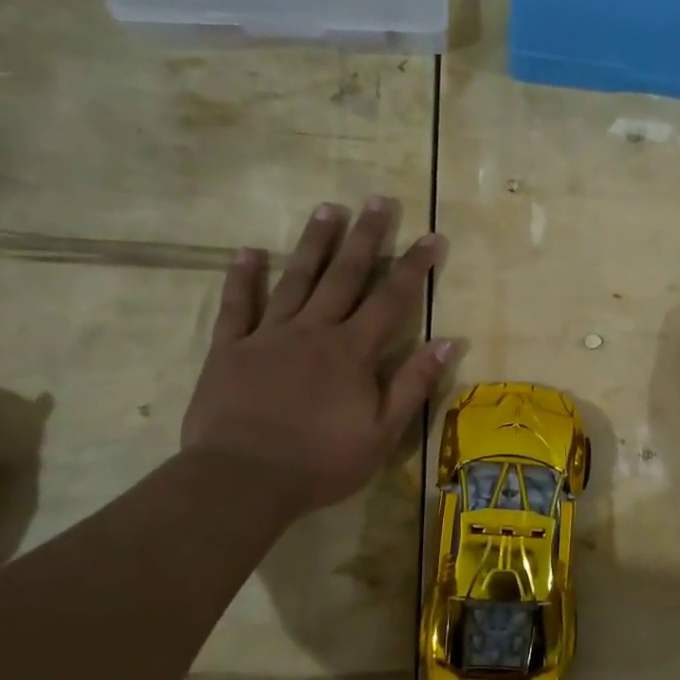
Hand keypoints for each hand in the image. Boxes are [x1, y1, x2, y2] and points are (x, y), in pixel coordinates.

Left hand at [181, 197, 453, 512]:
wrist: (243, 479)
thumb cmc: (322, 461)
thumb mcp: (383, 432)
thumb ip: (414, 383)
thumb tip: (449, 341)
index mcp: (353, 351)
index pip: (392, 299)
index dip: (415, 266)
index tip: (432, 236)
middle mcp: (314, 330)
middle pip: (345, 276)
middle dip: (366, 237)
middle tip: (378, 200)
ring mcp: (269, 336)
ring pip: (296, 279)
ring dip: (314, 243)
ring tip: (327, 208)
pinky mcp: (230, 349)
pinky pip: (237, 306)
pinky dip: (242, 278)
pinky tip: (248, 251)